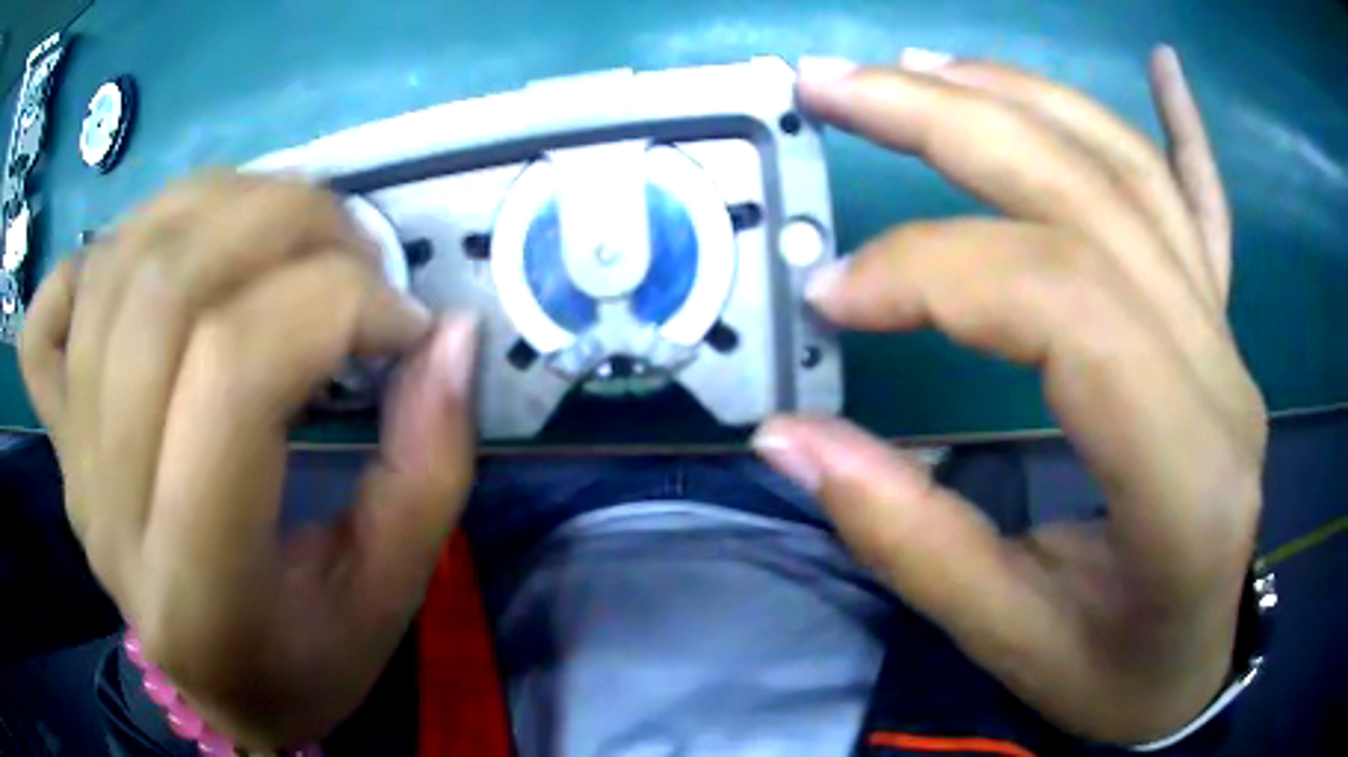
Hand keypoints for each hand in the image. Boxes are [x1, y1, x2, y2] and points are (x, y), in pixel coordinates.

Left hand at [19, 172, 479, 746]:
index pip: (235, 374)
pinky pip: (49, 310)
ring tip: (280, 232)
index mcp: (195, 586)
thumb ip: (429, 468)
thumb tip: (451, 334)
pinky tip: (156, 266)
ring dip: (215, 207)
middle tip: (353, 251)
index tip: (406, 321)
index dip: (336, 306)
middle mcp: (106, 508)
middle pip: (166, 291)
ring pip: (114, 266)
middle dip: (283, 226)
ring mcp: (68, 457)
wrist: (216, 690)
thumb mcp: (390, 596)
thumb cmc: (306, 663)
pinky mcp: (54, 430)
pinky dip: (100, 255)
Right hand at [755, 48, 1264, 743]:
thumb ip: (907, 539)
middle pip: (1091, 200)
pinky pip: (1208, 208)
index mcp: (1181, 475)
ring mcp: (1229, 342)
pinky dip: (1183, 126)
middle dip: (950, 122)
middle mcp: (1220, 379)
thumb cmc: (1113, 675)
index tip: (832, 298)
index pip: (1064, 306)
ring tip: (923, 66)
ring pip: (1134, 177)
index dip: (935, 273)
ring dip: (1023, 99)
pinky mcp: (1224, 332)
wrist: (1191, 670)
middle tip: (834, 87)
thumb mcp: (1009, 641)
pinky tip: (1163, 66)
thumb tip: (787, 440)